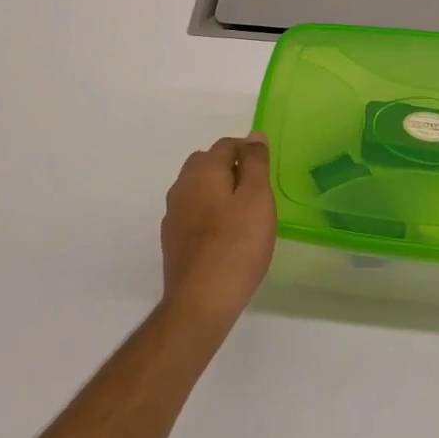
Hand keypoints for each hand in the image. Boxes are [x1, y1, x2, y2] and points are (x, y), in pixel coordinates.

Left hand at [161, 133, 276, 329]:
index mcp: (202, 171)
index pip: (226, 145)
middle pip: (206, 163)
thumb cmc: (237, 245)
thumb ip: (256, 164)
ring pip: (197, 188)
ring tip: (242, 214)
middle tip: (256, 191)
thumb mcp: (257, 198)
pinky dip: (208, 213)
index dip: (248, 151)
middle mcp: (181, 186)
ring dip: (217, 191)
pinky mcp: (172, 240)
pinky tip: (224, 235)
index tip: (266, 171)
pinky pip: (192, 212)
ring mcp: (173, 214)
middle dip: (230, 168)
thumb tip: (254, 136)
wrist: (201, 301)